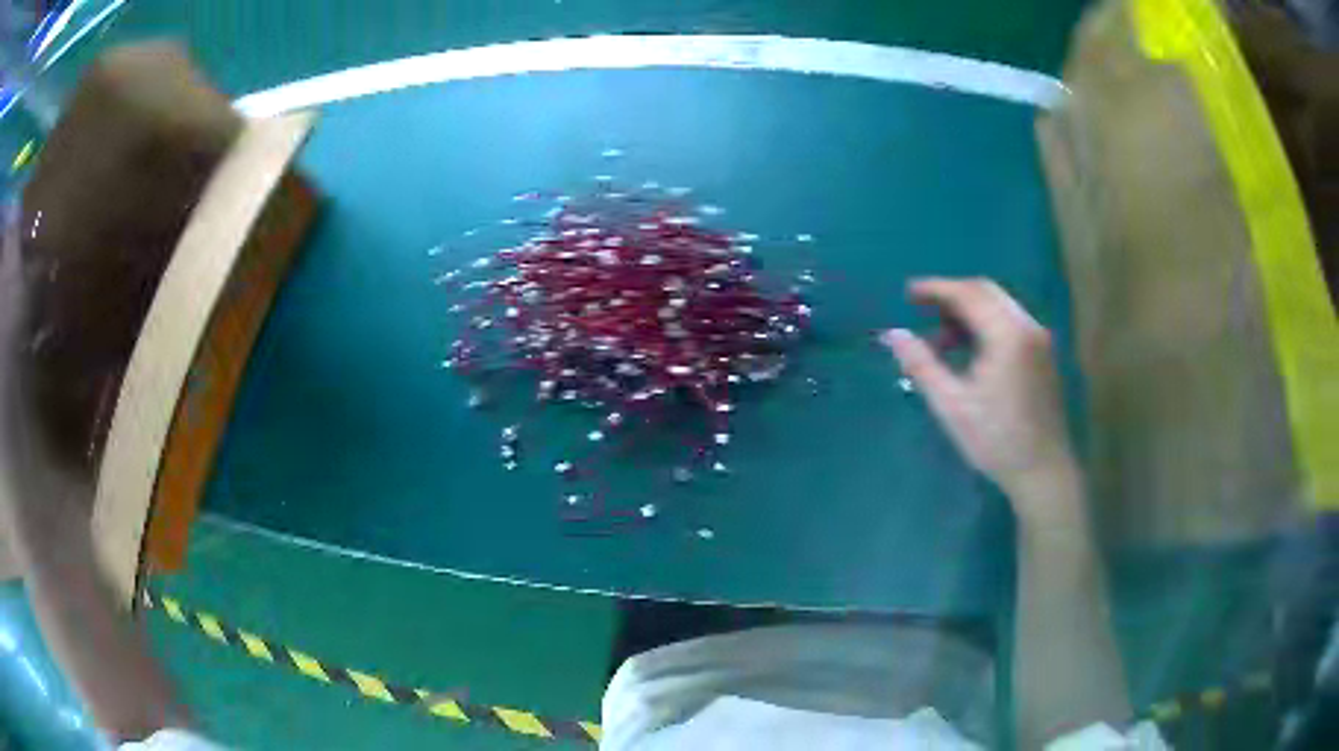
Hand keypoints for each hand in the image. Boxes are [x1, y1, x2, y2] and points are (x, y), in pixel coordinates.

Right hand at [881, 278, 1080, 521]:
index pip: (968, 294)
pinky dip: (986, 325)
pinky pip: (1010, 322)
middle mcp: (1027, 326)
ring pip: (999, 306)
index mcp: (1007, 334)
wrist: (1043, 472)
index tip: (907, 293)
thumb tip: (892, 334)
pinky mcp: (1043, 355)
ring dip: (969, 312)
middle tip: (921, 310)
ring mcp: (1039, 340)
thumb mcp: (951, 406)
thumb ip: (921, 365)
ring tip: (940, 340)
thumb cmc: (996, 441)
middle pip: (986, 292)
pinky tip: (969, 352)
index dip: (935, 289)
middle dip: (952, 296)